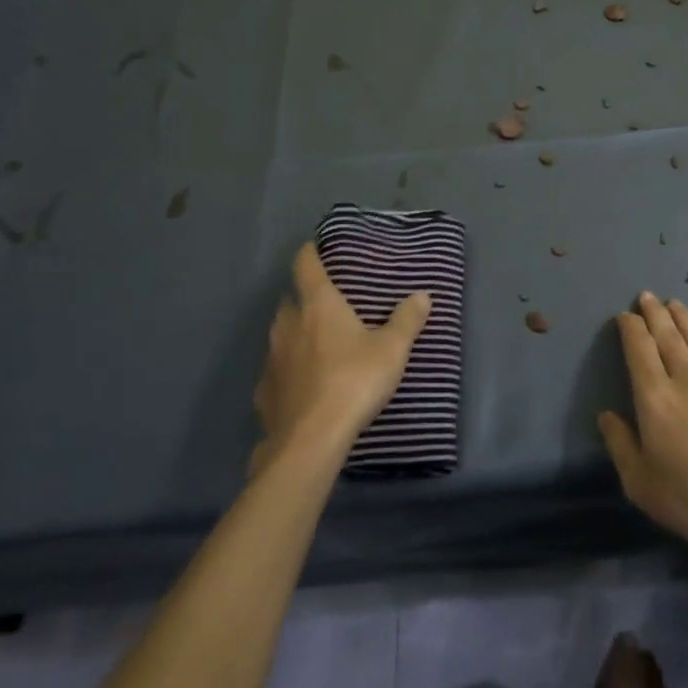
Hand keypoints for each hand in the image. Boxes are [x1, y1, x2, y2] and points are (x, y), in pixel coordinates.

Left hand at [253, 243, 430, 470]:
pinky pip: (277, 370)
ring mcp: (271, 358)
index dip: (310, 252)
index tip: (316, 247)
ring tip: (319, 345)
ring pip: (281, 335)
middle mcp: (288, 324)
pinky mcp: (264, 391)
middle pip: (291, 300)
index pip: (305, 265)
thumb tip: (423, 295)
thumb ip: (407, 320)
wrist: (311, 439)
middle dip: (305, 299)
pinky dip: (289, 370)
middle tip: (329, 305)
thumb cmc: (354, 381)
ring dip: (297, 334)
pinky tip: (305, 384)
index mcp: (318, 305)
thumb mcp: (392, 350)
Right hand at [598, 293, 687, 556]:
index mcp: (655, 396)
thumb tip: (607, 415)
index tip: (624, 316)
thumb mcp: (639, 482)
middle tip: (646, 296)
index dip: (630, 327)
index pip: (639, 348)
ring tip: (674, 303)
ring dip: (683, 318)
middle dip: (654, 313)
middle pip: (667, 334)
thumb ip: (620, 444)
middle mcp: (686, 378)